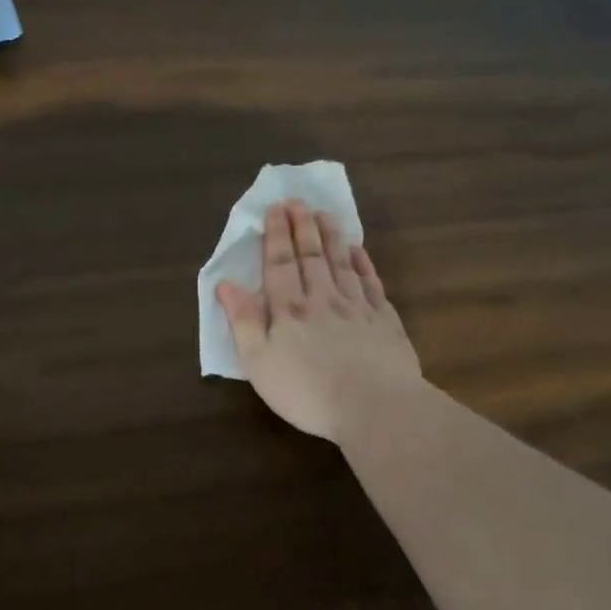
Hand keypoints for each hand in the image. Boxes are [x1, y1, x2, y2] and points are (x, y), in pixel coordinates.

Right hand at [216, 200, 423, 441]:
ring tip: (325, 214)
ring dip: (331, 237)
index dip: (275, 235)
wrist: (375, 408)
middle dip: (302, 227)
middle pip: (310, 256)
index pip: (279, 263)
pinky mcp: (385, 321)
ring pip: (341, 263)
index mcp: (289, 309)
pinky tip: (358, 250)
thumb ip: (243, 321)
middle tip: (298, 201)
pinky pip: (372, 283)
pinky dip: (364, 263)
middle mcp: (322, 299)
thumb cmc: (307, 391)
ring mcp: (357, 307)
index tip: (275, 208)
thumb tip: (225, 284)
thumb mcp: (259, 363)